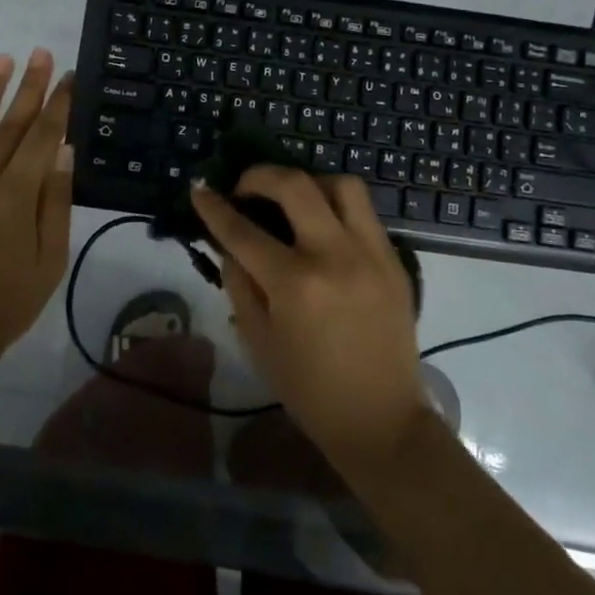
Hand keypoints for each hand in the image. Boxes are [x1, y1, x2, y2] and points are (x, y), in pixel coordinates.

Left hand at [0, 48, 74, 367]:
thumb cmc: (6, 303)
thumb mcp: (50, 260)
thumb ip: (56, 202)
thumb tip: (63, 150)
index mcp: (14, 197)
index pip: (41, 137)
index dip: (57, 104)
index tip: (67, 76)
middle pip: (9, 123)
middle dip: (28, 86)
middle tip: (41, 51)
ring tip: (3, 58)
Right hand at [189, 168, 430, 475]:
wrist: (380, 419)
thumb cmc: (309, 388)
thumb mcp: (258, 340)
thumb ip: (239, 283)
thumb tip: (229, 243)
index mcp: (295, 284)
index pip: (243, 230)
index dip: (215, 207)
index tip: (199, 189)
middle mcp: (335, 255)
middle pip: (296, 185)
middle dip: (260, 175)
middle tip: (245, 188)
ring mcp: (372, 253)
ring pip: (342, 185)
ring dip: (309, 182)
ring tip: (292, 201)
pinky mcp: (394, 260)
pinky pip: (365, 213)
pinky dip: (336, 207)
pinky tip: (322, 227)